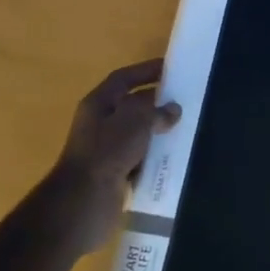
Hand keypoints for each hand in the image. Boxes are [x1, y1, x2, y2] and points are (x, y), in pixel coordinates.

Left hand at [46, 59, 179, 257]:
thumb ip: (157, 111)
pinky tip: (174, 157)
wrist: (84, 202)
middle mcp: (100, 124)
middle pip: (132, 105)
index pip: (124, 78)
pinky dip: (154, 157)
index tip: (171, 68)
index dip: (145, 70)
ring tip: (185, 128)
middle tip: (184, 100)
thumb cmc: (107, 151)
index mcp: (98, 103)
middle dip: (156, 103)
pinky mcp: (114, 174)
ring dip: (157, 132)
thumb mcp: (136, 121)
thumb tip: (173, 110)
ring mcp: (106, 150)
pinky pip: (139, 159)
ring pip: (137, 134)